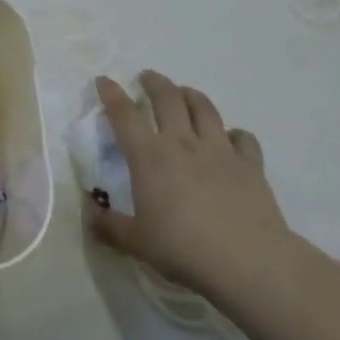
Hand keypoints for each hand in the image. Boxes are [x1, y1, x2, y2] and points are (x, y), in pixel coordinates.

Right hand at [86, 70, 292, 294]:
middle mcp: (182, 143)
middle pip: (167, 98)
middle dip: (154, 82)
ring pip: (204, 108)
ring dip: (191, 95)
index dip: (112, 94)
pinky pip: (243, 137)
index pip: (124, 115)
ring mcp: (219, 150)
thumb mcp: (137, 243)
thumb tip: (89, 213)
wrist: (248, 262)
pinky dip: (235, 133)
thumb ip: (109, 226)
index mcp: (149, 157)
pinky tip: (232, 139)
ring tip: (184, 93)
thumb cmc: (184, 250)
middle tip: (147, 77)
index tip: (104, 80)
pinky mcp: (250, 164)